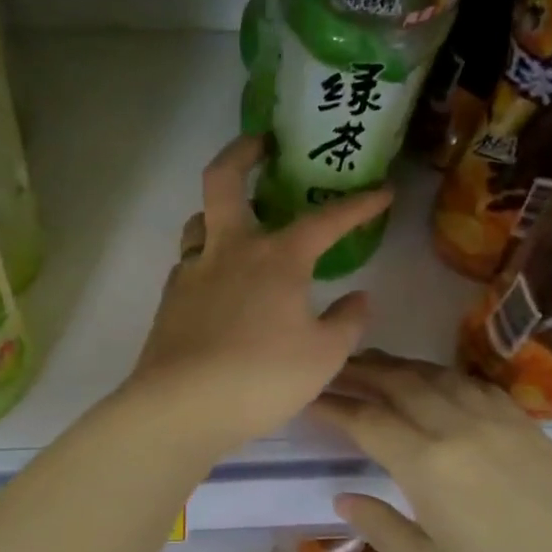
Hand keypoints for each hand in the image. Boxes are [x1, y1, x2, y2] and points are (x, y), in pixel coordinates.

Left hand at [122, 136, 392, 458]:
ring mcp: (192, 272)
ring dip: (217, 212)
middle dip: (243, 152)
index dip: (358, 205)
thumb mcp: (323, 357)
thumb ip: (347, 323)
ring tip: (237, 222)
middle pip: (224, 180)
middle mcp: (230, 251)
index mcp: (277, 259)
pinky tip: (216, 282)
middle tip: (261, 143)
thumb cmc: (261, 379)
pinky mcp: (169, 299)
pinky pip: (188, 264)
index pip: (326, 220)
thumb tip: (359, 298)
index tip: (382, 192)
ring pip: (199, 221)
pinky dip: (206, 259)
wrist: (182, 407)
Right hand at [309, 352, 551, 551]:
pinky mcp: (528, 426)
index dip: (332, 405)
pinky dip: (442, 375)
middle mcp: (459, 429)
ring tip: (373, 367)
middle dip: (359, 371)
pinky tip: (434, 383)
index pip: (366, 419)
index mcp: (428, 466)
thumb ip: (381, 528)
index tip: (306, 396)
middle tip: (330, 368)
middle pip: (399, 383)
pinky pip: (474, 384)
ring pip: (436, 375)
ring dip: (399, 366)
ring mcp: (499, 422)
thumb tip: (345, 497)